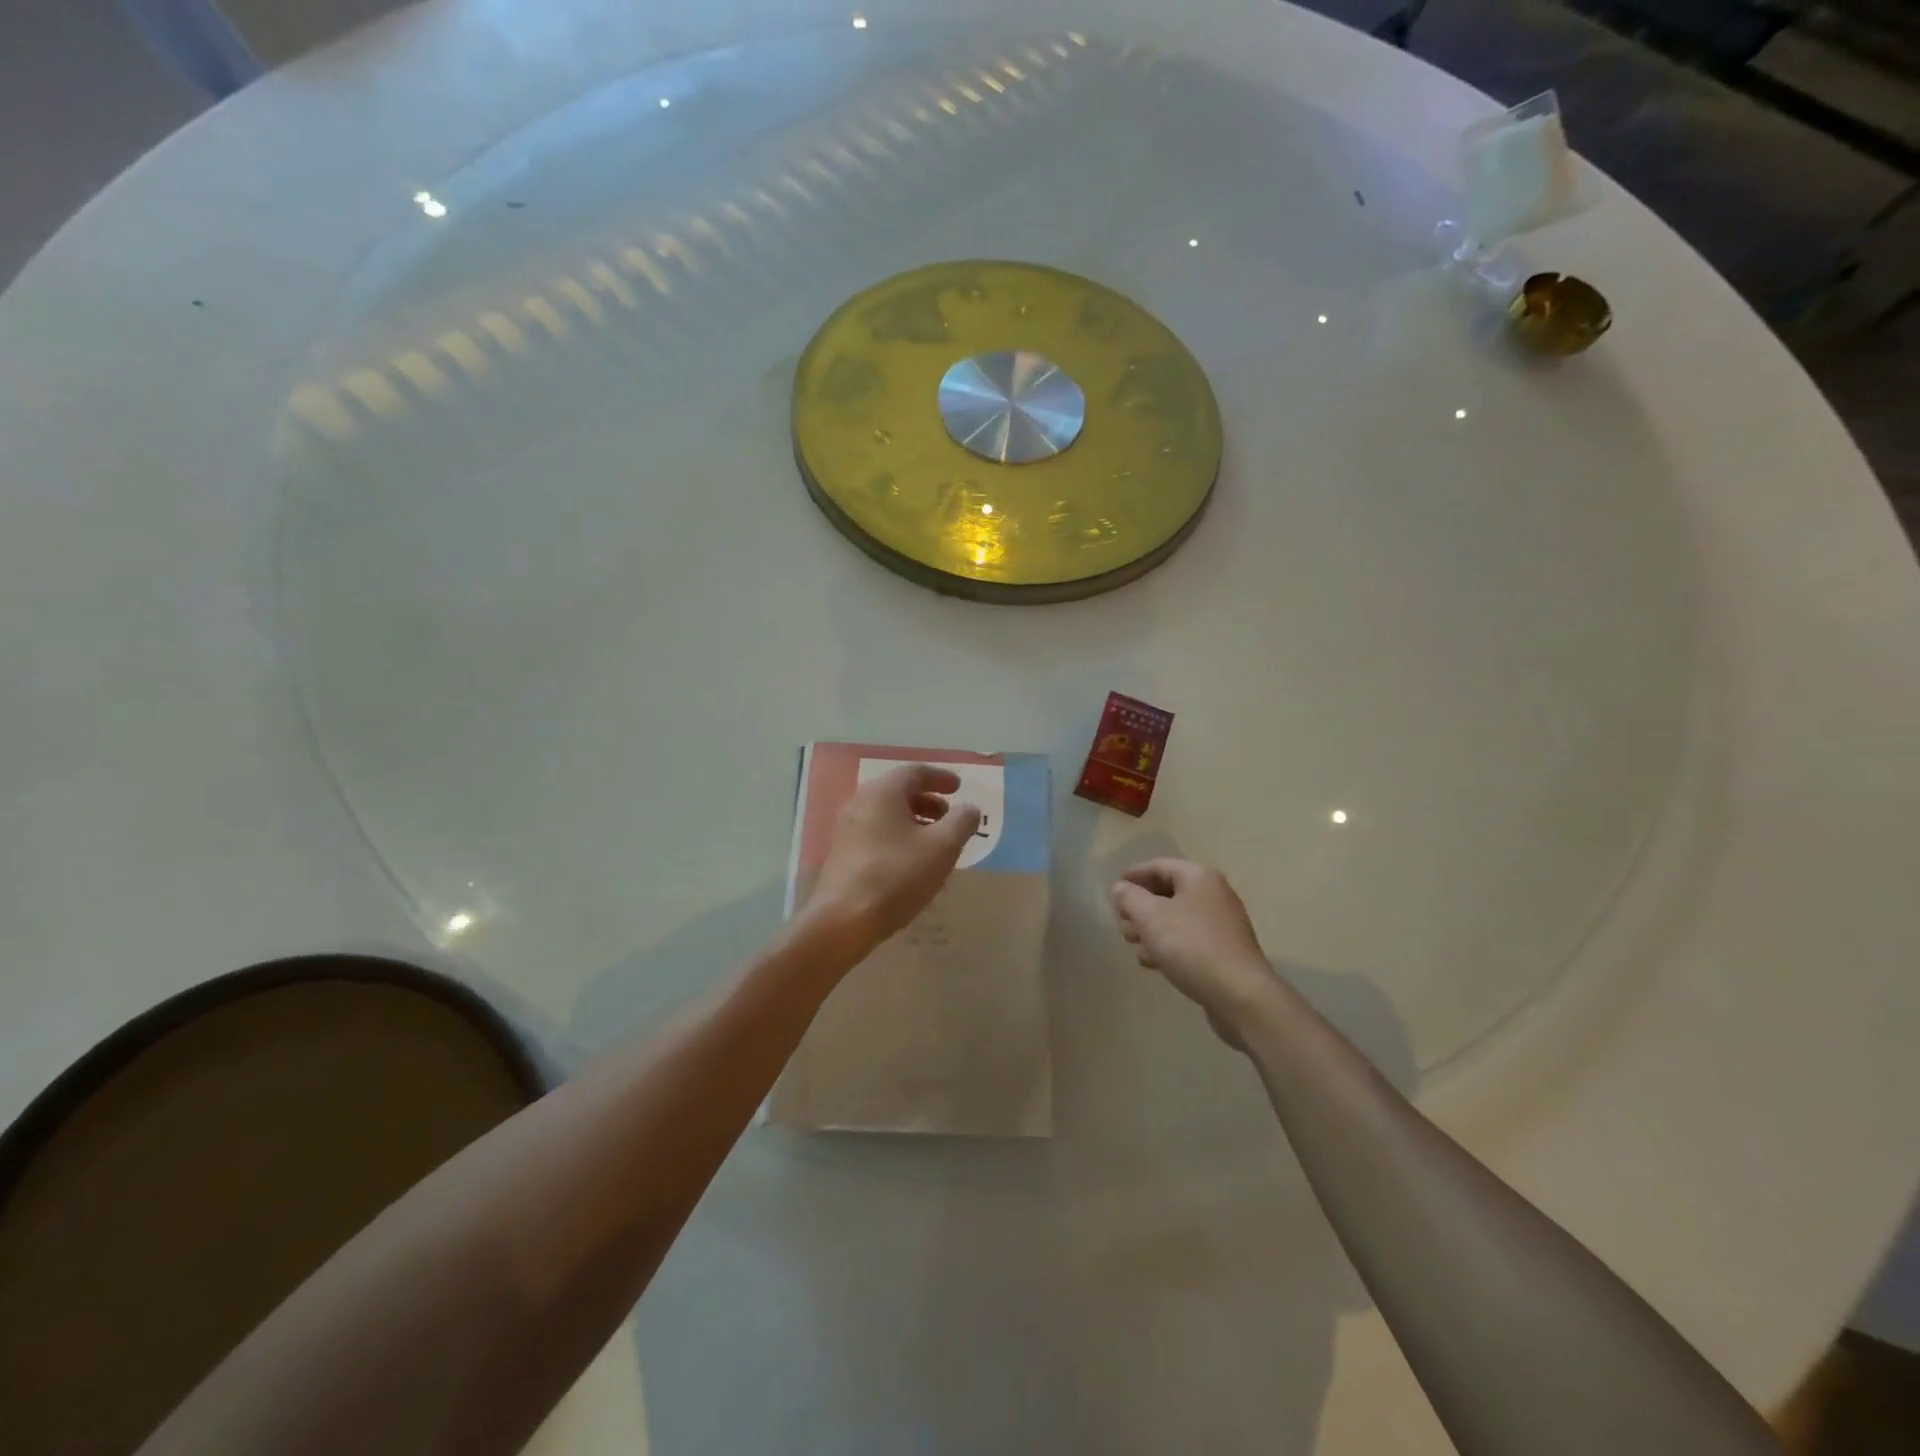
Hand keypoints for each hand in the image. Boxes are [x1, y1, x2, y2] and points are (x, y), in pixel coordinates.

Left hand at [809, 764, 980, 951]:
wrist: (843, 920)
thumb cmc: (897, 876)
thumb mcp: (942, 847)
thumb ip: (961, 822)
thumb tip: (970, 808)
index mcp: (882, 792)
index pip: (914, 772)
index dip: (940, 778)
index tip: (959, 787)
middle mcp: (860, 803)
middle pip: (898, 792)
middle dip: (928, 801)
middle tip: (949, 816)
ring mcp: (847, 829)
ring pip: (886, 815)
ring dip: (914, 821)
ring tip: (935, 842)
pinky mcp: (842, 854)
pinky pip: (876, 833)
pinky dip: (898, 837)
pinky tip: (912, 862)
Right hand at [1110, 859, 1282, 1047]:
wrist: (1239, 994)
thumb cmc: (1190, 945)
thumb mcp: (1150, 916)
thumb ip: (1129, 897)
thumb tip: (1120, 888)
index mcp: (1199, 878)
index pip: (1160, 866)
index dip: (1135, 874)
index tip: (1115, 885)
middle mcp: (1215, 895)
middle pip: (1170, 892)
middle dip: (1142, 904)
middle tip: (1121, 917)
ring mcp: (1223, 925)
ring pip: (1179, 918)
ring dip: (1152, 927)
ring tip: (1131, 941)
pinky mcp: (1225, 952)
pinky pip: (1190, 940)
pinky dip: (1169, 945)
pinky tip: (1151, 962)